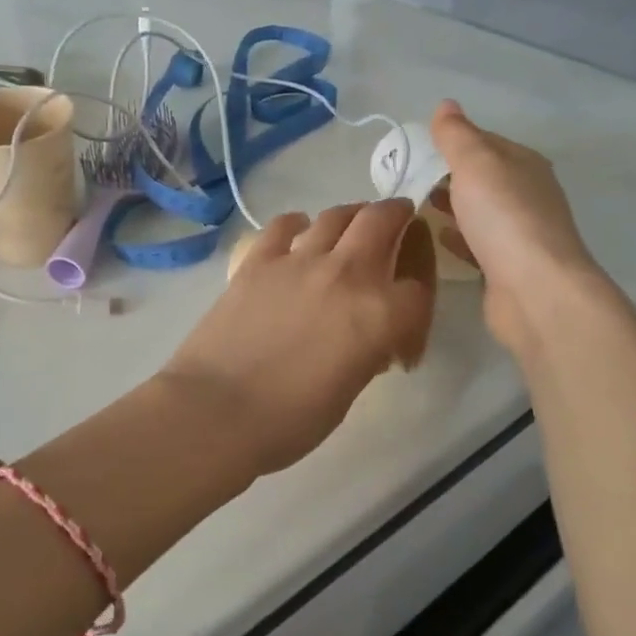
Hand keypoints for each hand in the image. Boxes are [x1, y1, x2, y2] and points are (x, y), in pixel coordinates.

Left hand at [160, 200, 434, 475]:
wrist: (216, 411)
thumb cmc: (289, 420)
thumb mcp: (349, 390)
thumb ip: (367, 351)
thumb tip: (368, 338)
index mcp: (379, 314)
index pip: (418, 288)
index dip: (419, 305)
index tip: (405, 327)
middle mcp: (346, 274)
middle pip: (383, 220)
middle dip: (397, 216)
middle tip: (398, 222)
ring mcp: (298, 261)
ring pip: (336, 215)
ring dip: (351, 217)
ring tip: (351, 227)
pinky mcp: (257, 260)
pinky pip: (284, 225)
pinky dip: (298, 225)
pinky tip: (297, 235)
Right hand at [427, 100, 617, 353]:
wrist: (535, 290)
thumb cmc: (505, 217)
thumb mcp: (476, 164)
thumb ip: (457, 135)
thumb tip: (446, 104)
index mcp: (524, 164)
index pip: (484, 142)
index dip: (452, 141)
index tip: (415, 148)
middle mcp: (527, 194)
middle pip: (482, 177)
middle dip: (448, 174)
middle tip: (406, 177)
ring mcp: (520, 233)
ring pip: (479, 210)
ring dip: (452, 204)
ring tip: (415, 204)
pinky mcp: (508, 266)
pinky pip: (477, 242)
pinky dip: (458, 235)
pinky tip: (437, 236)